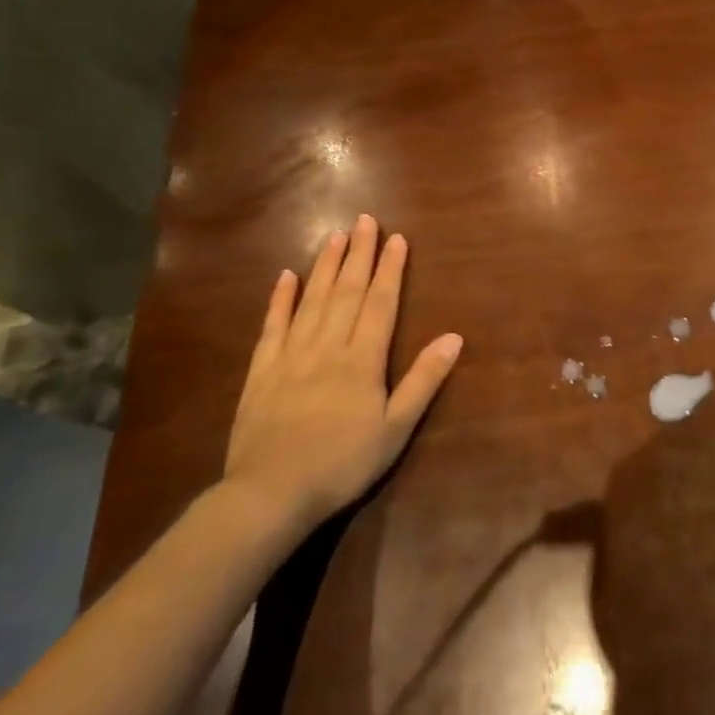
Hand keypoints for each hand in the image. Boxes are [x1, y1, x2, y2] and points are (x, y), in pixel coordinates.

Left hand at [223, 215, 462, 528]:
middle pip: (346, 292)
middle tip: (365, 221)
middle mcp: (327, 347)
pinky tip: (285, 277)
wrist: (270, 494)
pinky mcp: (260, 372)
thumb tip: (454, 337)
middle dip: (358, 255)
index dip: (390, 270)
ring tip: (334, 236)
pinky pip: (272, 327)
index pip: (380, 303)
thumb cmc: (343, 462)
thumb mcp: (396, 427)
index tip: (396, 238)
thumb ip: (423, 380)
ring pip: (311, 301)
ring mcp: (290, 356)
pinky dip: (279, 300)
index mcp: (362, 360)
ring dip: (324, 267)